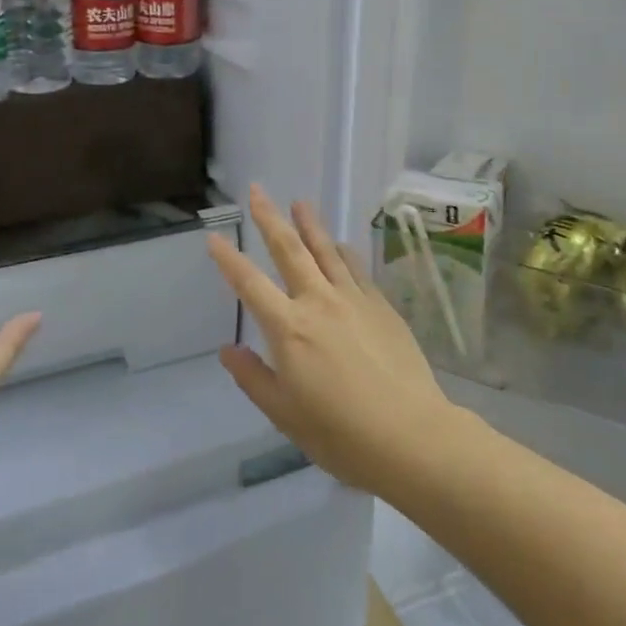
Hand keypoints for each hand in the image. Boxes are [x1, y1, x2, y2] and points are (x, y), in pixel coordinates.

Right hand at [206, 186, 457, 496]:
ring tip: (299, 202)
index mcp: (289, 329)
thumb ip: (253, 378)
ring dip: (310, 224)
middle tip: (258, 191)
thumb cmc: (340, 434)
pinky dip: (343, 252)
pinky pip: (357, 269)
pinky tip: (340, 244)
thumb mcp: (284, 414)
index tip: (214, 237)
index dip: (229, 260)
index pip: (250, 284)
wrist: (411, 435)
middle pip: (290, 251)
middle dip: (270, 218)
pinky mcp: (382, 307)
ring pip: (326, 251)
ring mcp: (354, 300)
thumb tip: (228, 349)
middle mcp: (319, 303)